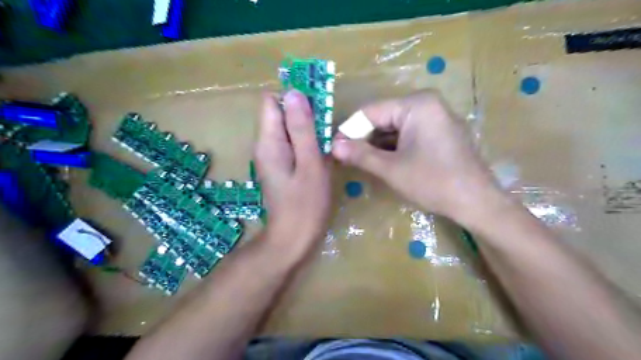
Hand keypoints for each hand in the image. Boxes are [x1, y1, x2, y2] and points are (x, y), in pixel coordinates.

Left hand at [252, 90, 329, 251]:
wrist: (293, 239)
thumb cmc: (305, 204)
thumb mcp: (310, 164)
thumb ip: (302, 128)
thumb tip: (294, 92)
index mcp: (268, 141)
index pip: (272, 101)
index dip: (294, 99)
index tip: (318, 110)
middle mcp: (265, 145)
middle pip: (281, 114)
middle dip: (305, 116)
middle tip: (326, 132)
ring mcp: (272, 157)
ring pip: (290, 130)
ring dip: (309, 131)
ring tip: (327, 146)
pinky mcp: (280, 167)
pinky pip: (293, 145)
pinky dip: (307, 145)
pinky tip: (321, 158)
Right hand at [333, 91, 502, 224]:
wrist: (477, 203)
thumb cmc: (434, 182)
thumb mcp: (391, 169)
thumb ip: (360, 155)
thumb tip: (332, 146)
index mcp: (416, 104)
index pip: (371, 111)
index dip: (349, 129)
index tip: (334, 148)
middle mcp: (427, 103)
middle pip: (383, 117)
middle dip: (363, 138)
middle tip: (345, 157)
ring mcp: (435, 117)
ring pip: (394, 127)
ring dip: (376, 144)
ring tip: (359, 161)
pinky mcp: (438, 131)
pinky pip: (407, 134)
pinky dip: (392, 147)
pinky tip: (381, 161)